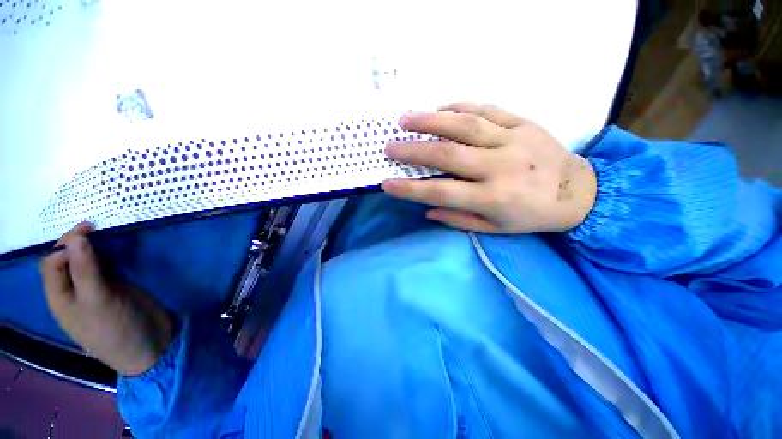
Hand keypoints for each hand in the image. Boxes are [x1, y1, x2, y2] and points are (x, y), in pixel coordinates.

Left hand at [40, 223, 172, 375]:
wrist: (149, 345)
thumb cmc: (116, 328)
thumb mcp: (98, 301)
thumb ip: (85, 270)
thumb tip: (76, 238)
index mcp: (61, 298)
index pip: (52, 263)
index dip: (65, 245)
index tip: (89, 231)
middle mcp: (74, 291)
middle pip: (66, 260)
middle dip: (76, 243)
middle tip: (96, 227)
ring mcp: (96, 290)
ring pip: (86, 262)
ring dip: (92, 247)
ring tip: (106, 235)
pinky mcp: (116, 288)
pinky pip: (105, 267)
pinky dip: (108, 256)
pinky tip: (116, 250)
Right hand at [382, 103, 596, 232]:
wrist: (575, 190)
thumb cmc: (530, 215)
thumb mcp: (494, 229)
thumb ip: (459, 219)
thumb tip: (427, 210)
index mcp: (492, 198)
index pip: (441, 192)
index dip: (410, 189)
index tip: (386, 183)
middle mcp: (499, 167)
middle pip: (447, 154)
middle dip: (413, 150)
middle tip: (389, 146)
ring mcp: (512, 140)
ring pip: (464, 125)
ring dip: (430, 120)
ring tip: (405, 119)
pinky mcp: (523, 122)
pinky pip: (486, 109)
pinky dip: (459, 107)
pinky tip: (440, 108)